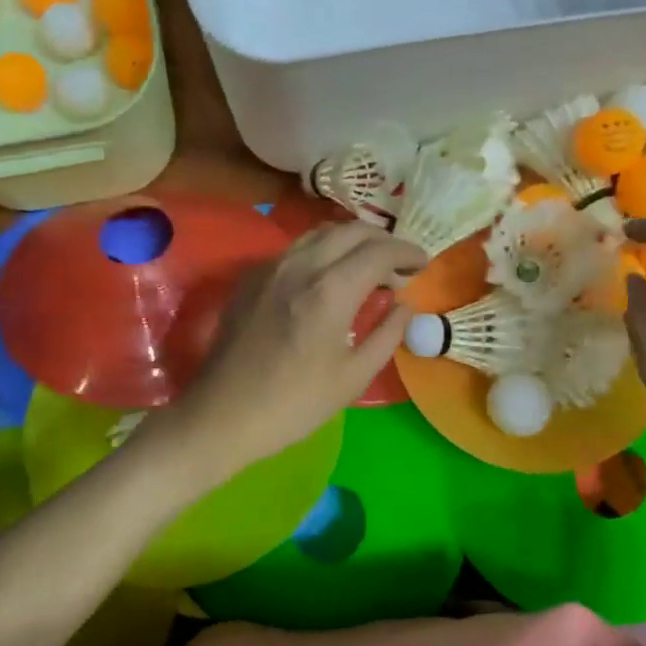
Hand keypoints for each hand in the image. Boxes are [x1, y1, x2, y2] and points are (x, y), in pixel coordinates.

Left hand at [152, 224, 426, 481]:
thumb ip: (387, 334)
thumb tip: (405, 305)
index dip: (407, 253)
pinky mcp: (250, 278)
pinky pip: (295, 249)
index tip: (423, 265)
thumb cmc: (295, 404)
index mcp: (330, 290)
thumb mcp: (354, 377)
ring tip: (367, 266)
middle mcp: (300, 266)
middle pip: (350, 230)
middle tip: (399, 264)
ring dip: (351, 241)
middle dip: (382, 240)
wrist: (223, 415)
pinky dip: (322, 251)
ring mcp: (270, 267)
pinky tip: (327, 278)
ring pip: (320, 233)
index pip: (379, 251)